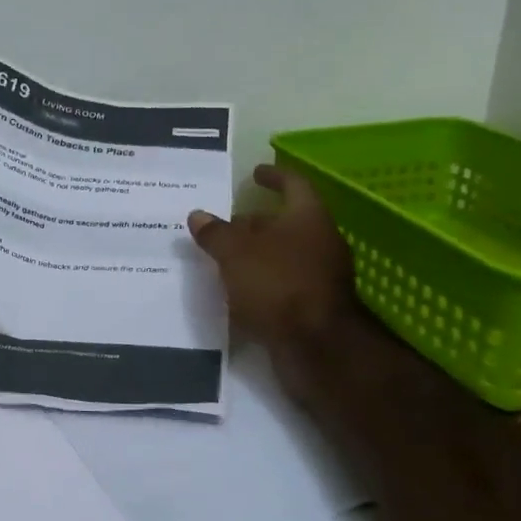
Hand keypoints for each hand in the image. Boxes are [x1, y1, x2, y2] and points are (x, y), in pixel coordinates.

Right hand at [187, 164, 357, 347]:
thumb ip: (215, 233)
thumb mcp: (235, 253)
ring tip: (224, 259)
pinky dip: (262, 281)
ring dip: (257, 254)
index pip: (293, 184)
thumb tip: (198, 215)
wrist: (317, 347)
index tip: (254, 174)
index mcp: (308, 218)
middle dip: (256, 222)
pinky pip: (284, 283)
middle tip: (226, 225)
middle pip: (288, 222)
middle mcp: (321, 242)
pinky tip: (238, 291)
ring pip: (285, 255)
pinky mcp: (314, 306)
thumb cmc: (277, 284)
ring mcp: (322, 276)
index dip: (273, 176)